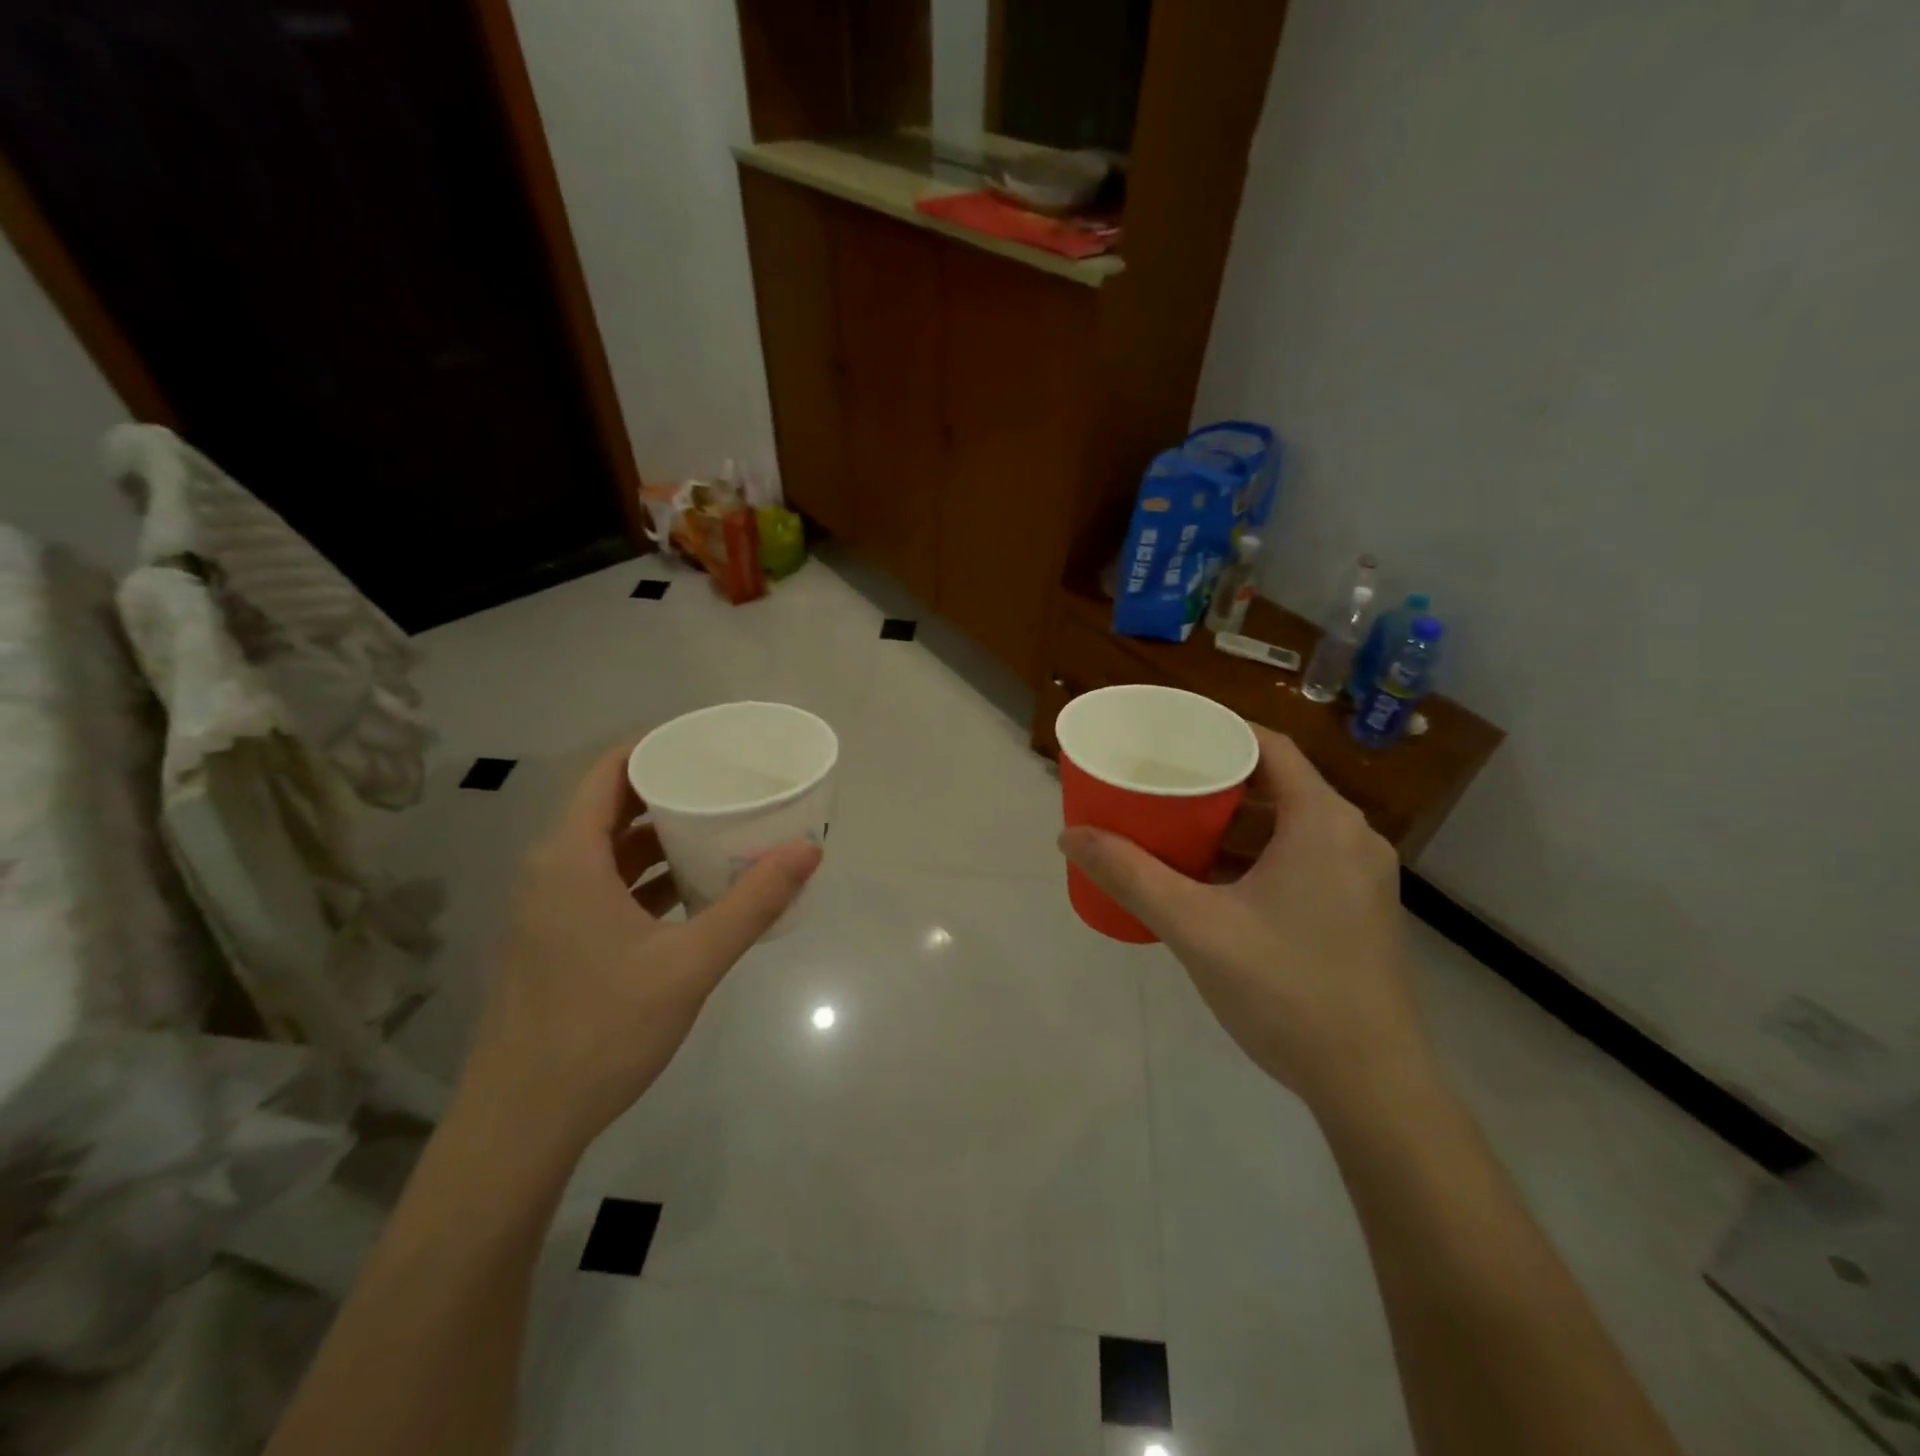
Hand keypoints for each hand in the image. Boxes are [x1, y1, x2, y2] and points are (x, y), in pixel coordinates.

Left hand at [459, 741, 822, 1149]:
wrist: (522, 1123)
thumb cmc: (602, 1031)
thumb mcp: (690, 964)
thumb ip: (752, 903)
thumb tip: (809, 849)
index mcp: (570, 859)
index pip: (609, 772)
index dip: (655, 746)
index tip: (707, 741)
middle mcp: (552, 871)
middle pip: (611, 806)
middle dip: (669, 788)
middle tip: (727, 781)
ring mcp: (550, 908)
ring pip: (609, 849)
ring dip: (660, 835)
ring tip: (720, 826)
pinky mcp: (556, 939)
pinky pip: (605, 884)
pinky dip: (646, 875)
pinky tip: (693, 888)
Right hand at [1058, 725, 1426, 1110]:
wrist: (1372, 1086)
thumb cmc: (1285, 990)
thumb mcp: (1196, 928)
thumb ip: (1130, 875)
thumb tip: (1071, 835)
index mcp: (1322, 821)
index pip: (1268, 746)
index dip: (1217, 732)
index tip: (1168, 737)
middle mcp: (1352, 836)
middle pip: (1277, 784)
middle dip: (1216, 781)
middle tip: (1160, 783)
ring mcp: (1361, 876)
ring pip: (1289, 824)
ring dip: (1235, 822)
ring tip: (1176, 826)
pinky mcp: (1359, 910)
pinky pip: (1302, 857)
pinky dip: (1257, 855)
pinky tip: (1214, 880)